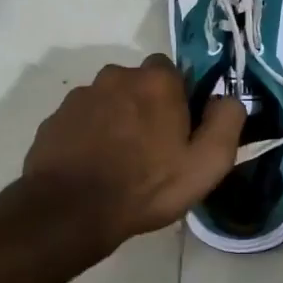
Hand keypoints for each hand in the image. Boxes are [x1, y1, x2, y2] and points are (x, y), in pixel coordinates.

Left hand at [23, 55, 245, 249]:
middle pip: (139, 84)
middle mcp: (117, 76)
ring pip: (109, 101)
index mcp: (156, 81)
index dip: (179, 99)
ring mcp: (81, 96)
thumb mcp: (206, 164)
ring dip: (116, 120)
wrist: (70, 211)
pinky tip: (93, 166)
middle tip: (151, 148)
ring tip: (119, 161)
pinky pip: (82, 120)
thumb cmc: (146, 186)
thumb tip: (228, 98)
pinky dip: (89, 135)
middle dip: (146, 107)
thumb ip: (226, 122)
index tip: (179, 130)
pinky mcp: (55, 118)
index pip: (173, 71)